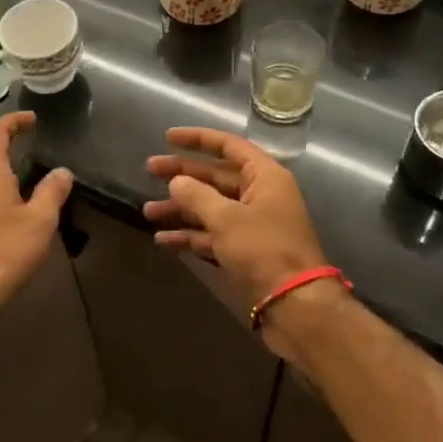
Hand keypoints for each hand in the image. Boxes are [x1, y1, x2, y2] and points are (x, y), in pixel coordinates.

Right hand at [143, 127, 330, 308]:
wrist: (294, 304)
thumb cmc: (264, 250)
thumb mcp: (226, 218)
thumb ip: (197, 195)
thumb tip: (176, 181)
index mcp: (264, 177)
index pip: (229, 146)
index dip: (198, 139)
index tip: (167, 137)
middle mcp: (260, 195)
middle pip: (215, 176)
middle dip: (182, 174)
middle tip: (149, 170)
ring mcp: (252, 224)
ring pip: (210, 207)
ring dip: (180, 208)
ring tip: (148, 212)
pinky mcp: (244, 250)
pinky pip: (212, 234)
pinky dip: (189, 235)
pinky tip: (163, 240)